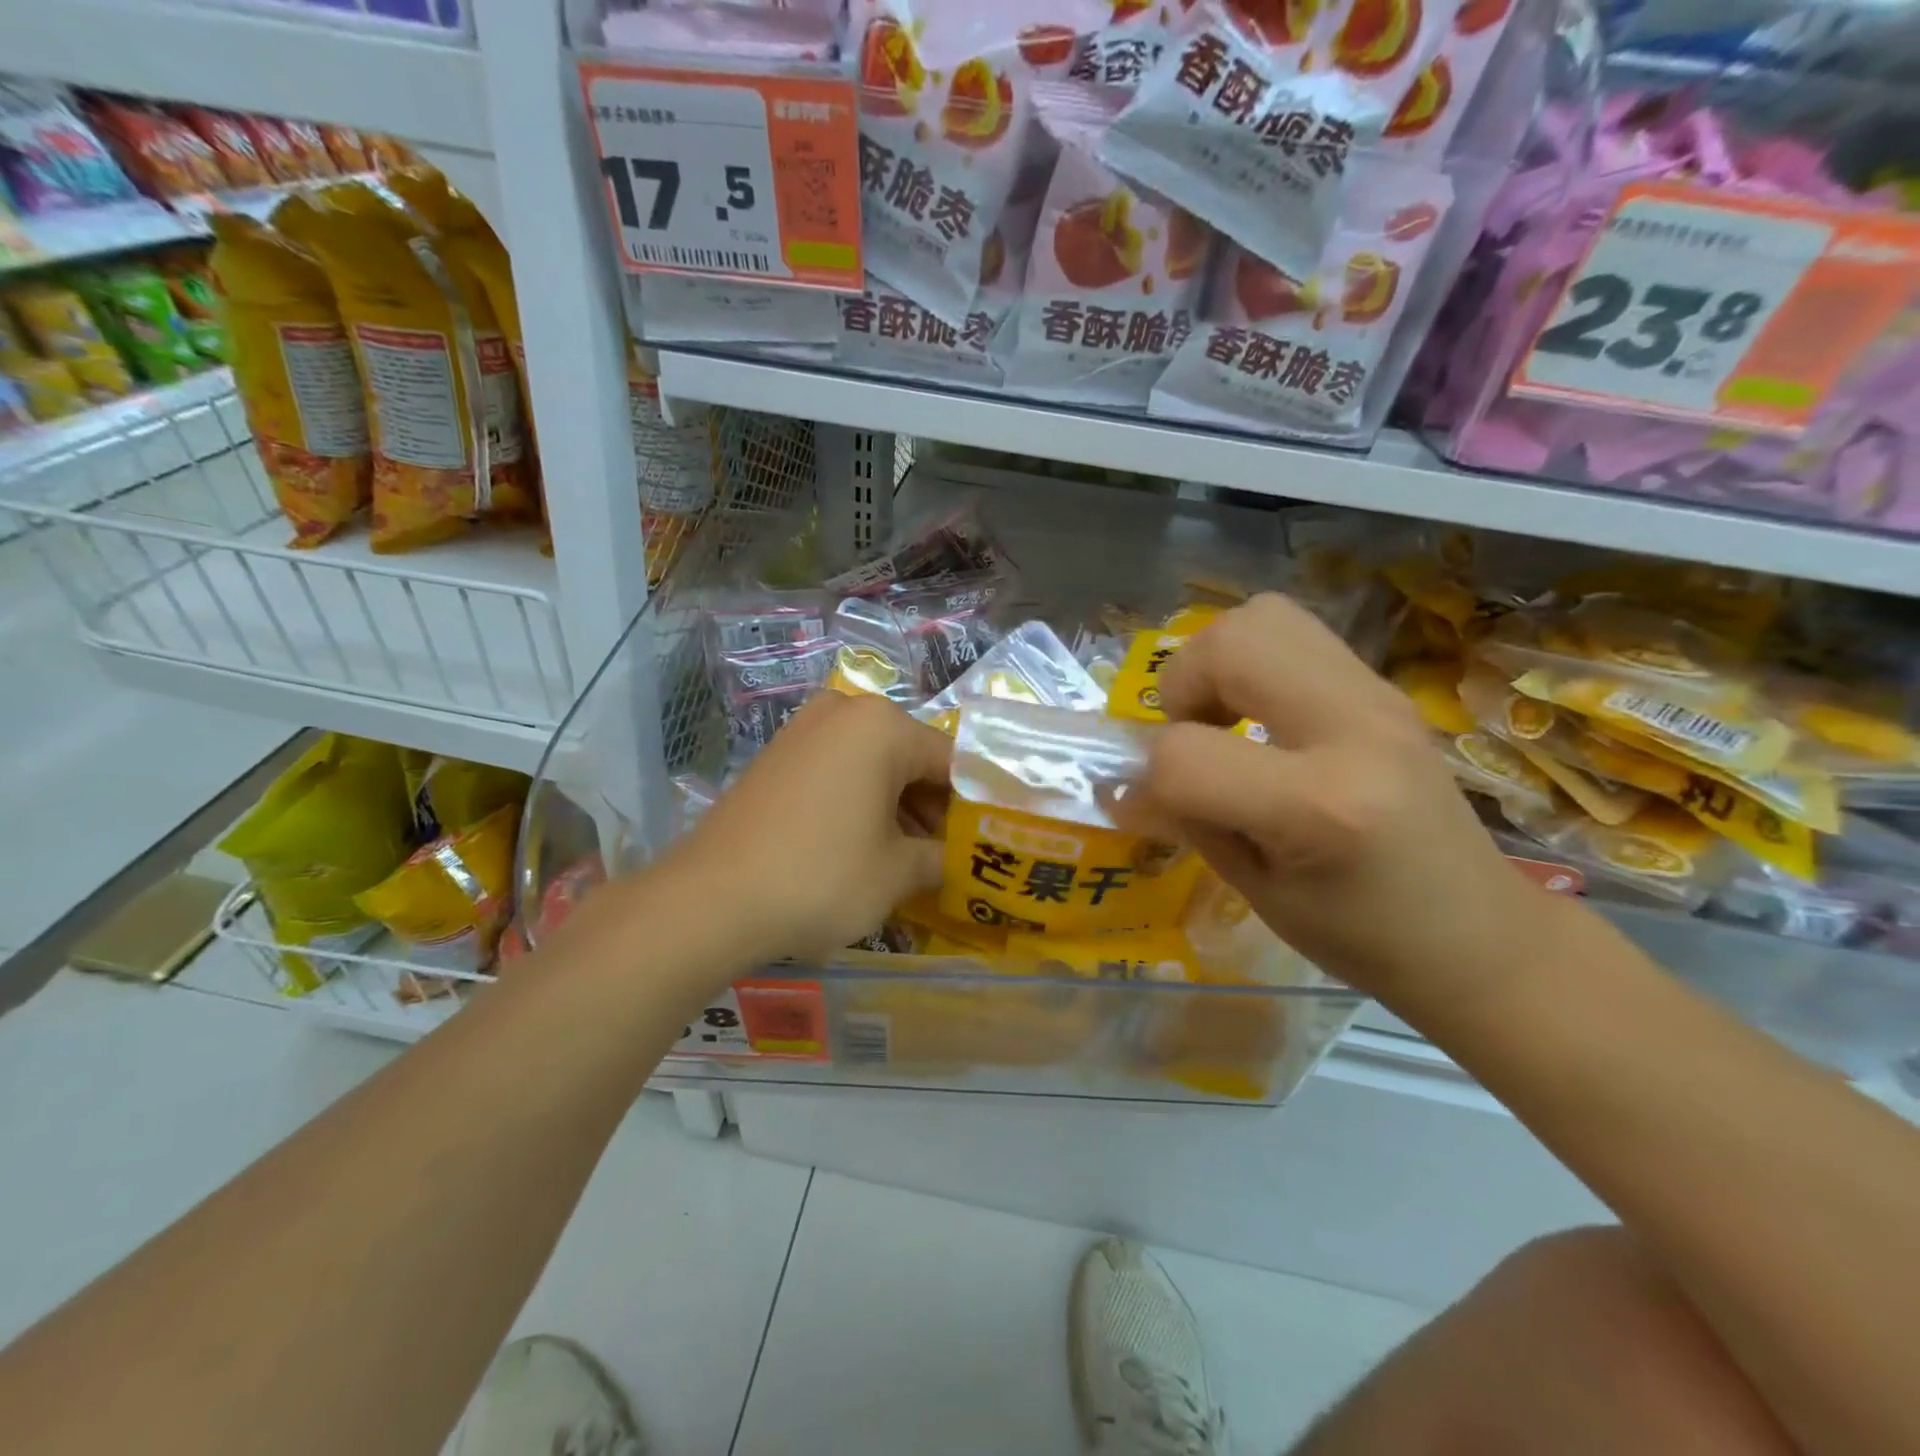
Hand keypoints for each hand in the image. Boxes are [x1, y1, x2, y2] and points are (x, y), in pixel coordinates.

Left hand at [669, 692, 950, 966]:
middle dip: (934, 808)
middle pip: (912, 759)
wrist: (710, 899)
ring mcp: (805, 730)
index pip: (952, 761)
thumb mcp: (897, 873)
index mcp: (883, 725)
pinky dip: (861, 804)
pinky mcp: (778, 756)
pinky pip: (839, 772)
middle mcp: (844, 711)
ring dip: (899, 809)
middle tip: (949, 858)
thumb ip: (940, 857)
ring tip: (912, 861)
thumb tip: (954, 859)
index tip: (987, 843)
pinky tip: (866, 848)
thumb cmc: (821, 877)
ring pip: (875, 766)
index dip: (975, 805)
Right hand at [1130, 593, 1566, 1012]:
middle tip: (1192, 735)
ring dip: (1218, 662)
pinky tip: (1261, 720)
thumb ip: (1187, 820)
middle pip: (1230, 643)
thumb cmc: (1364, 937)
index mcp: (1321, 806)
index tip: (1161, 806)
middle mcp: (1355, 728)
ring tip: (1224, 719)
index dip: (1152, 779)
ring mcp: (1378, 696)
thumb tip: (1122, 784)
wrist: (1481, 935)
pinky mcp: (1383, 687)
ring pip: (1264, 616)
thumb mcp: (1257, 892)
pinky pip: (1295, 636)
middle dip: (1182, 685)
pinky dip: (1253, 664)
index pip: (1186, 755)